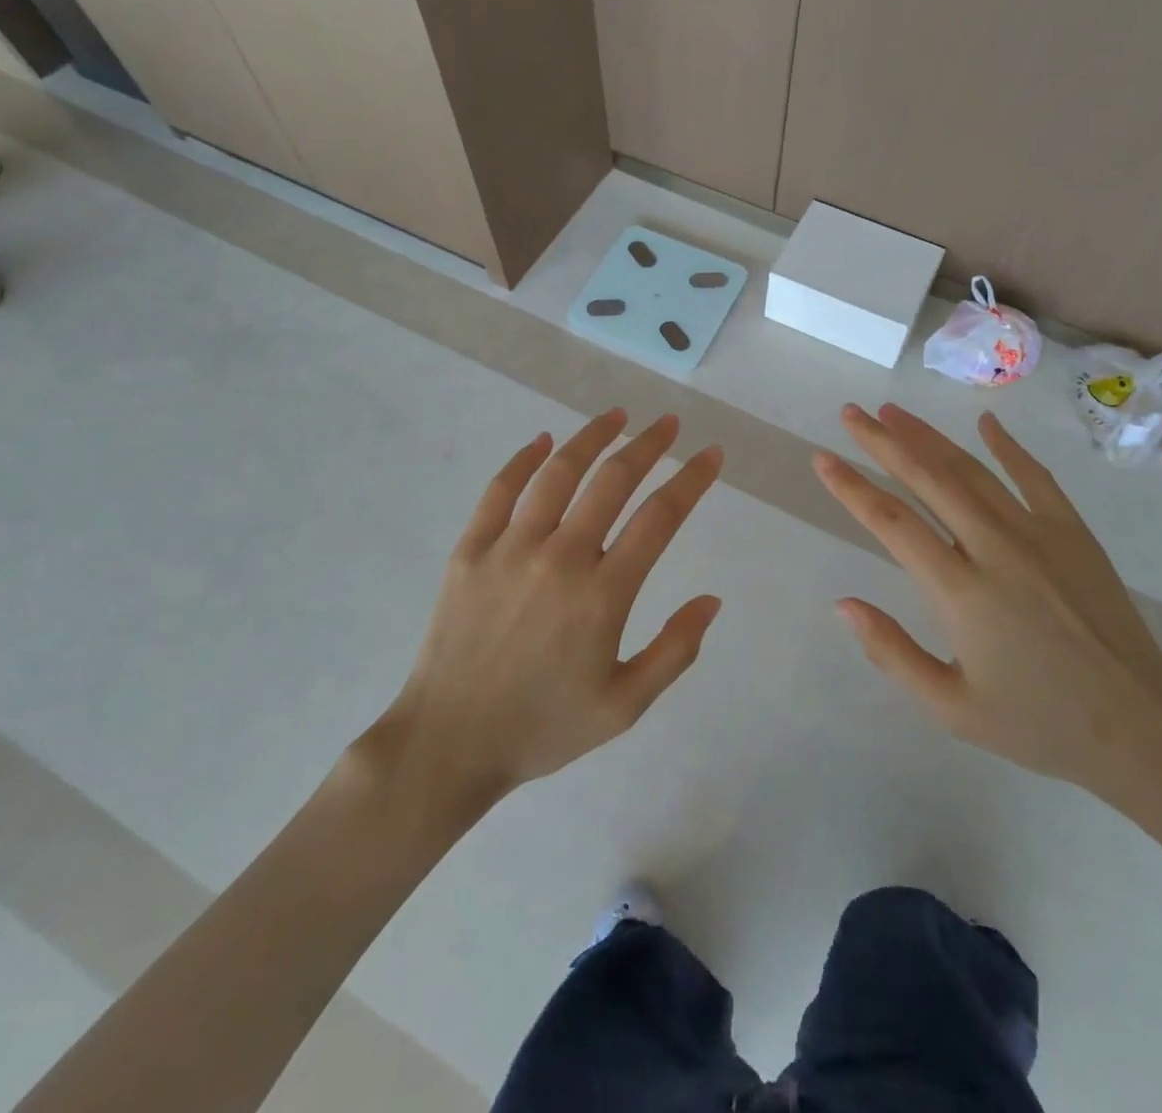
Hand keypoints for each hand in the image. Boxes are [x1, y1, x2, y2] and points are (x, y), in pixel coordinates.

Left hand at [380, 409, 723, 802]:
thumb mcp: (624, 706)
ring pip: (558, 473)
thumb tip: (712, 600)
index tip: (711, 455)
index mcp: (603, 595)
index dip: (691, 480)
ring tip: (617, 416)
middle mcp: (560, 558)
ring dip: (591, 437)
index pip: (659, 518)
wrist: (450, 744)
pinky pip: (500, 491)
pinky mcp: (470, 550)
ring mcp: (510, 548)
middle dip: (648, 445)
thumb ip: (674, 650)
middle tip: (669, 424)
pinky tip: (543, 440)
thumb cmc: (543, 727)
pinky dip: (524, 459)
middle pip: (612, 481)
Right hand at [814, 403, 1161, 804]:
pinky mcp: (1074, 535)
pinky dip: (1007, 447)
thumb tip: (842, 604)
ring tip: (893, 411)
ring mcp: (1040, 535)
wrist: (1141, 730)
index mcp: (961, 592)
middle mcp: (996, 550)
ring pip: (973, 471)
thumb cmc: (1037, 724)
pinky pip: (1035, 478)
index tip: (823, 459)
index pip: (892, 522)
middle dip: (883, 442)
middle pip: (928, 480)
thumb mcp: (951, 708)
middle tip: (851, 413)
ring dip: (929, 437)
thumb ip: (892, 653)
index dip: (851, 487)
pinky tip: (985, 423)